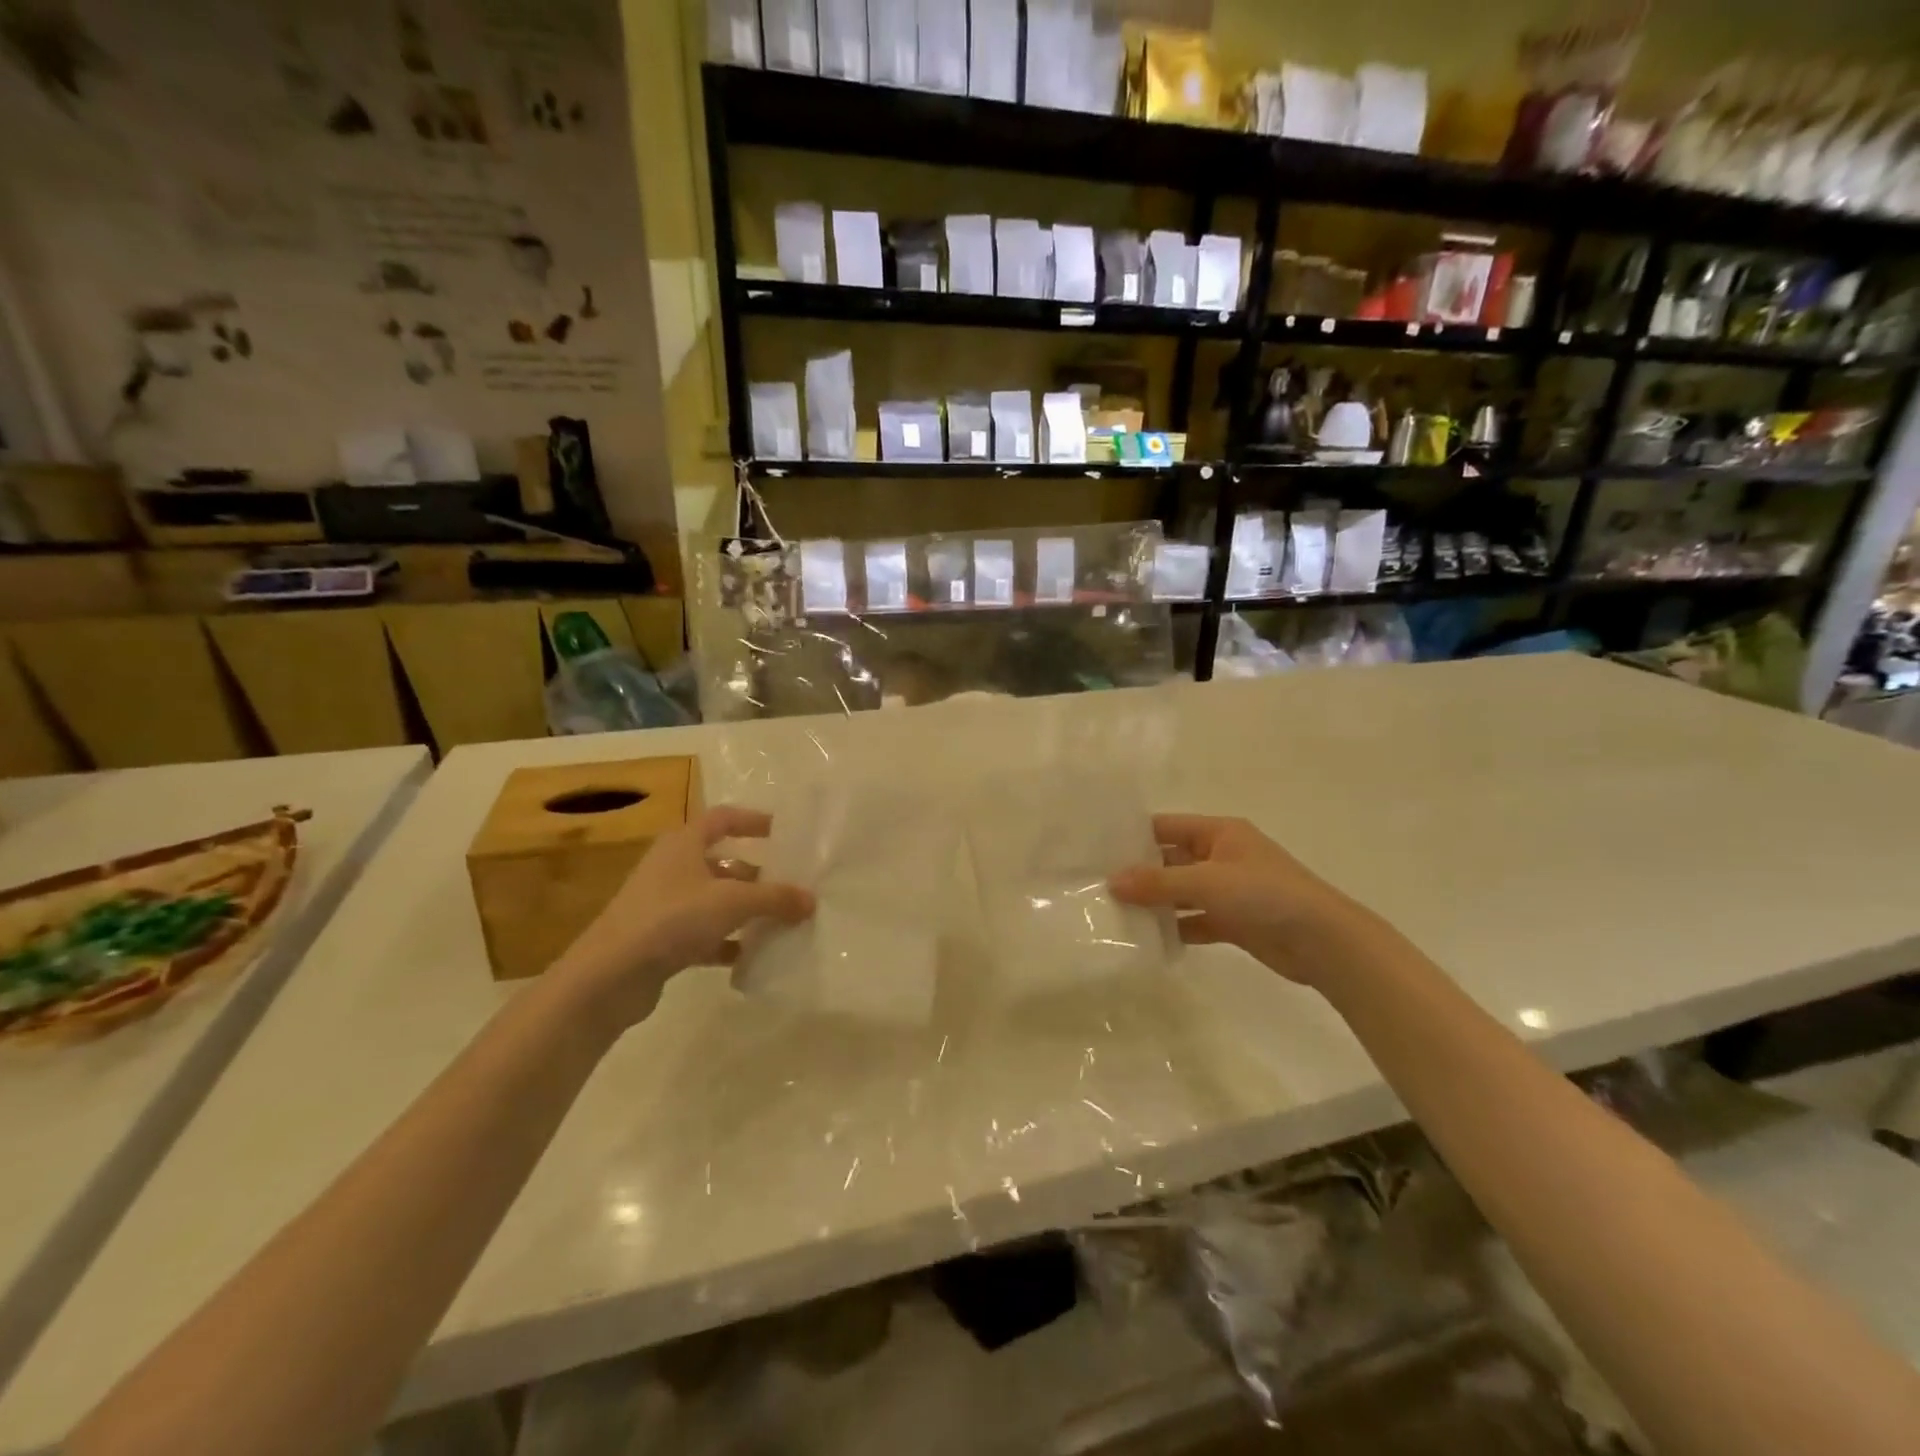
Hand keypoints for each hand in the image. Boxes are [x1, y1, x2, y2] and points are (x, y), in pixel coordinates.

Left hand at [555, 806, 813, 1026]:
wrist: (609, 976)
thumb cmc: (672, 918)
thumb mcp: (732, 902)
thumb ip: (775, 898)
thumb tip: (811, 900)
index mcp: (684, 843)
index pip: (723, 818)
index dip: (753, 821)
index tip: (784, 833)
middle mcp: (672, 867)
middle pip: (722, 861)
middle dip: (756, 873)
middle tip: (789, 886)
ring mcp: (662, 904)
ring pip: (713, 899)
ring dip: (743, 909)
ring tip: (777, 922)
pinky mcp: (659, 939)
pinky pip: (702, 933)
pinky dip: (725, 941)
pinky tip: (748, 956)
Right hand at [1110, 814, 1381, 989]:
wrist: (1324, 942)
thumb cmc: (1266, 895)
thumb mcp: (1207, 882)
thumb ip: (1158, 883)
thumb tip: (1111, 882)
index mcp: (1219, 833)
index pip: (1165, 827)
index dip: (1133, 836)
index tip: (1096, 849)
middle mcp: (1221, 856)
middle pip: (1170, 860)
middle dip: (1138, 873)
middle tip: (1096, 886)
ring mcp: (1228, 890)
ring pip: (1181, 892)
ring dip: (1155, 904)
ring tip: (1113, 914)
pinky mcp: (1234, 921)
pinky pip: (1195, 920)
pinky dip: (1175, 929)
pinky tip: (1148, 940)